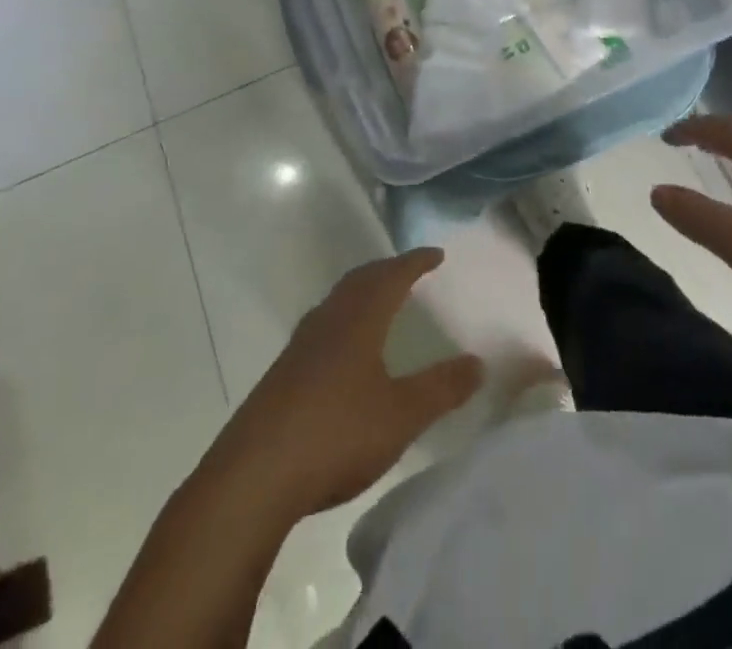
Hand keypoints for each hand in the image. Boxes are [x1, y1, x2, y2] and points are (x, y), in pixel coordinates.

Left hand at [215, 249, 483, 518]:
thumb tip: (478, 362)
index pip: (392, 276)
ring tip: (380, 302)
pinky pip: (322, 327)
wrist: (252, 477)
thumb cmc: (335, 434)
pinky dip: (344, 320)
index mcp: (358, 319)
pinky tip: (345, 351)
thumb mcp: (401, 415)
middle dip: (387, 270)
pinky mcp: (283, 374)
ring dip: (362, 293)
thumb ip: (441, 388)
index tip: (436, 254)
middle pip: (360, 280)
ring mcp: (300, 347)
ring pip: (337, 302)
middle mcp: (328, 321)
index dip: (415, 262)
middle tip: (410, 270)